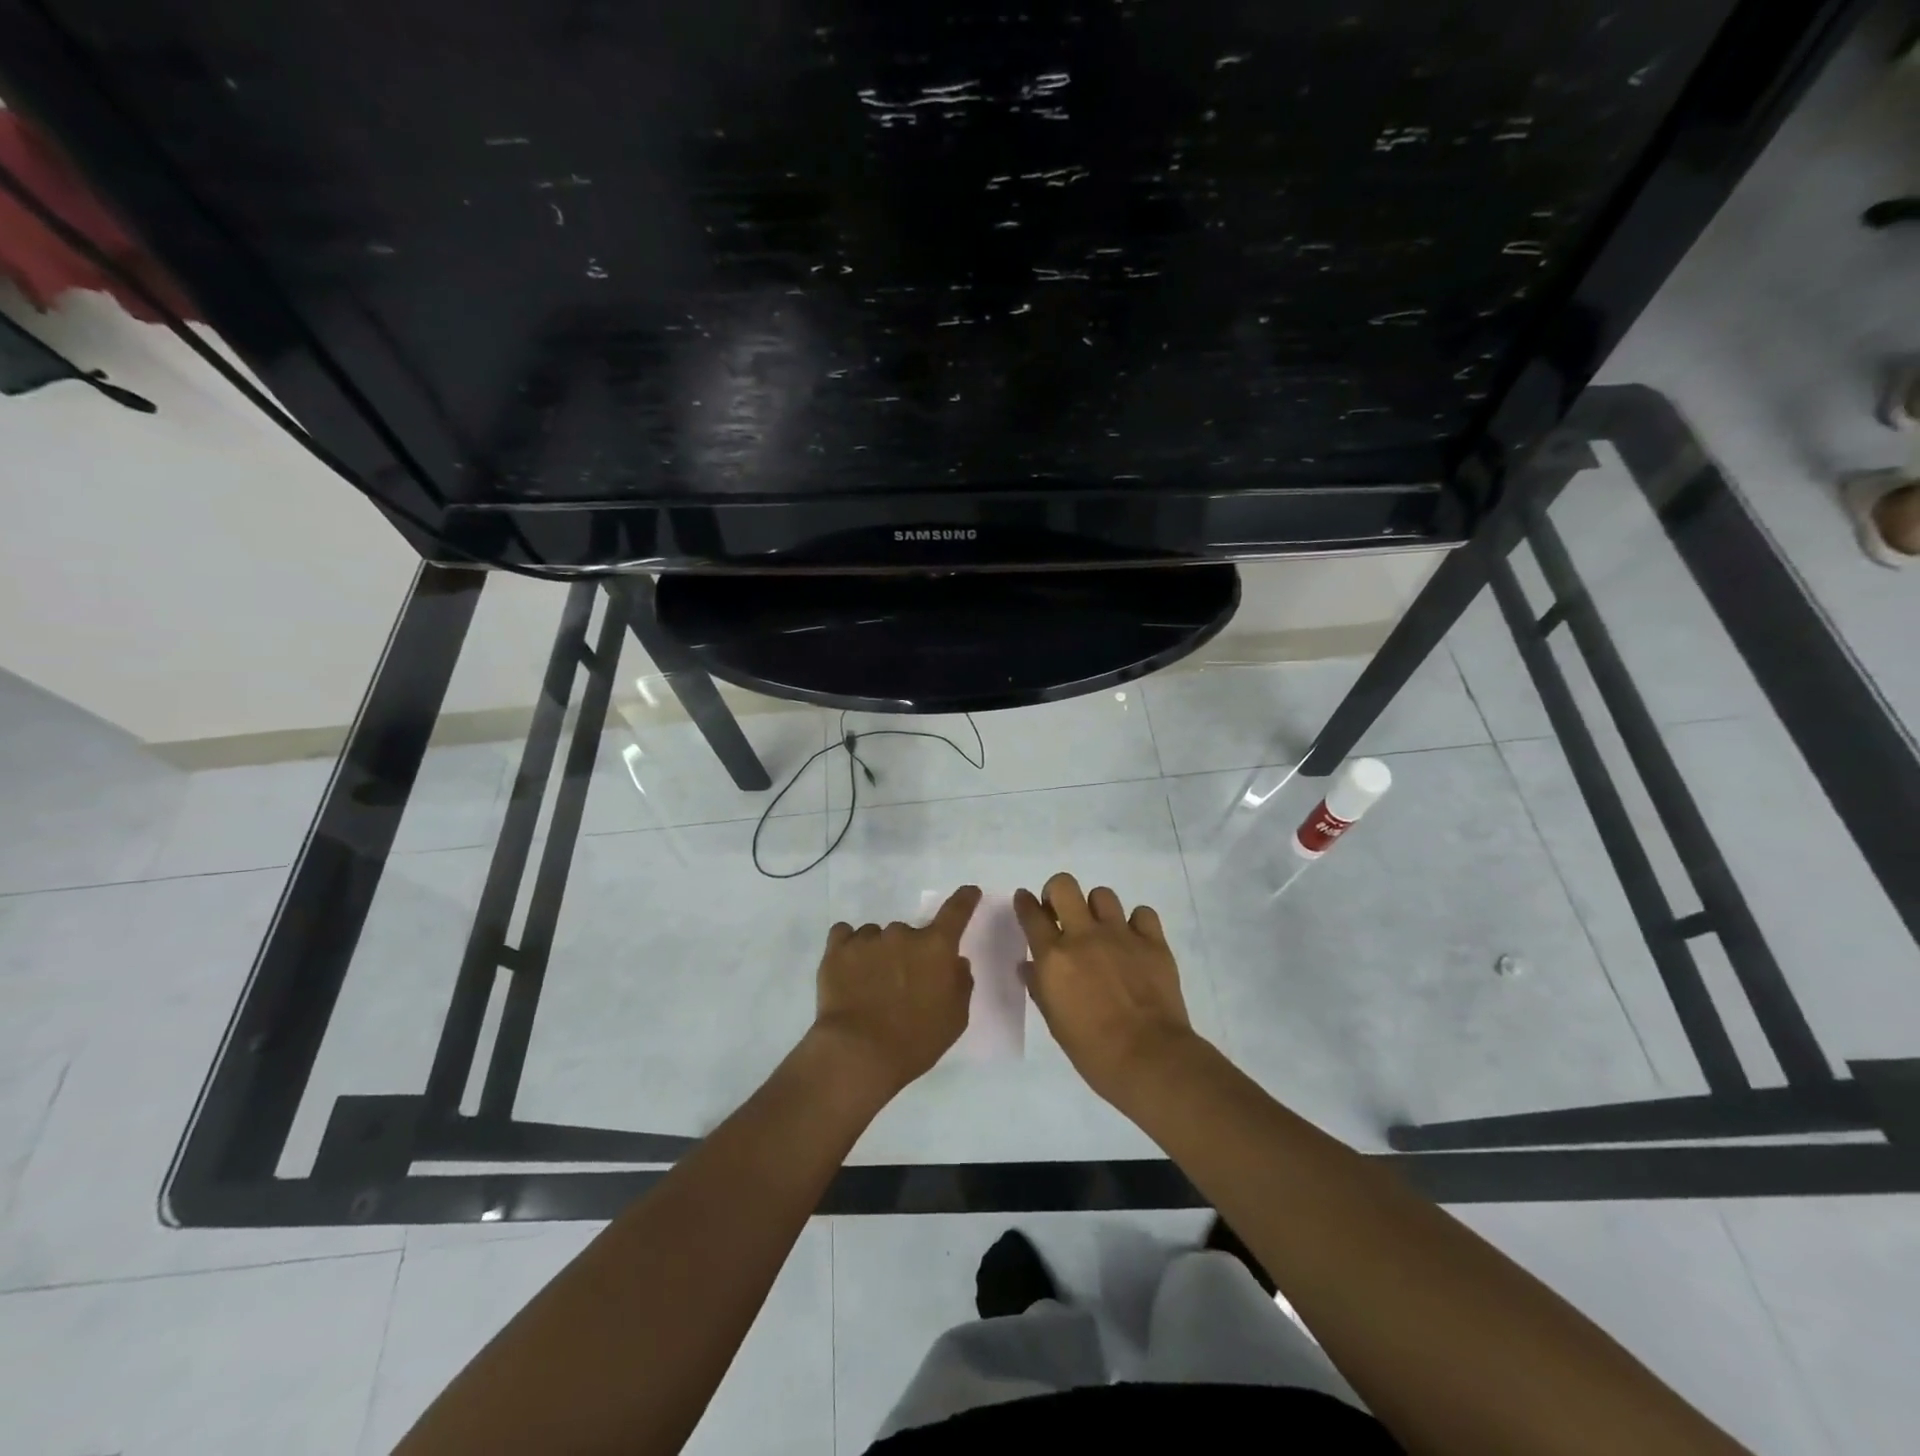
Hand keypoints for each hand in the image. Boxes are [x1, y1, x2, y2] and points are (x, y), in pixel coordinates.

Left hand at [811, 885, 981, 1099]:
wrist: (858, 1053)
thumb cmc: (916, 1040)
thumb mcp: (955, 1018)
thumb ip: (960, 983)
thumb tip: (955, 962)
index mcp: (936, 947)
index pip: (956, 912)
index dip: (965, 900)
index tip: (969, 892)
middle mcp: (903, 933)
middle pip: (910, 933)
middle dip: (909, 952)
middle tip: (902, 983)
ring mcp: (868, 938)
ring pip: (878, 935)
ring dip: (879, 952)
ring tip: (869, 985)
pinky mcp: (837, 949)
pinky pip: (845, 935)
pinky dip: (850, 948)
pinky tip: (848, 970)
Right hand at [1015, 872, 1196, 1107]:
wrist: (1149, 1058)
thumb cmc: (1093, 1050)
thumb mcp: (1055, 1022)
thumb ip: (1040, 987)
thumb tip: (1029, 967)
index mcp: (1054, 957)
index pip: (1031, 914)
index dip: (1025, 902)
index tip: (1025, 900)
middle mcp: (1084, 936)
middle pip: (1064, 886)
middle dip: (1057, 892)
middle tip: (1061, 912)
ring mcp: (1121, 935)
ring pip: (1103, 895)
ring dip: (1096, 909)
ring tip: (1101, 929)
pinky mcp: (1153, 941)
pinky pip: (1142, 913)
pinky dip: (1136, 922)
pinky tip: (1134, 941)